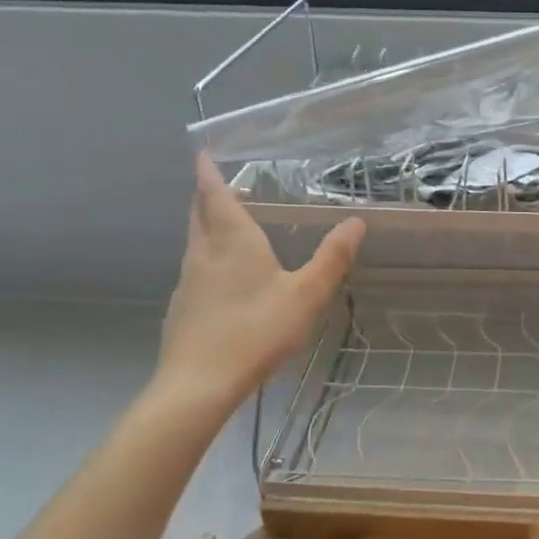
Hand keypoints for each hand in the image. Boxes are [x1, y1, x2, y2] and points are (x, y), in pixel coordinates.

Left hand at [149, 154, 363, 414]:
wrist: (197, 385)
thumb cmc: (255, 330)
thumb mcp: (306, 294)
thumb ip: (331, 258)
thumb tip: (356, 222)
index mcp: (232, 242)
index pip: (215, 196)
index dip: (209, 173)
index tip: (202, 153)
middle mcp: (204, 254)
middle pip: (198, 215)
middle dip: (206, 195)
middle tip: (216, 183)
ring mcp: (188, 282)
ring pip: (195, 242)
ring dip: (206, 225)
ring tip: (224, 222)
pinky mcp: (182, 309)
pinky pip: (195, 269)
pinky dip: (207, 256)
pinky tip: (222, 276)